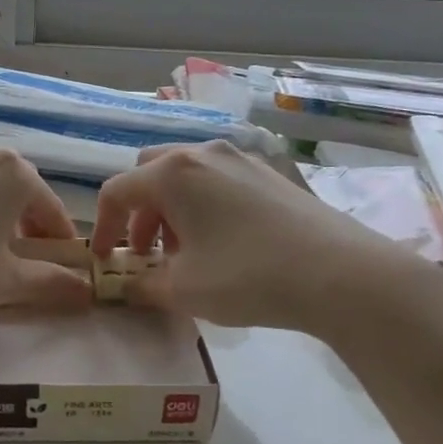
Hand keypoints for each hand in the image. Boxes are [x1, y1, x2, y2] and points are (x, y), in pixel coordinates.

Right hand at [90, 141, 442, 335]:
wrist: (340, 273)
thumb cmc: (247, 276)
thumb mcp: (183, 290)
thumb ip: (142, 285)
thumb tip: (127, 286)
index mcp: (172, 173)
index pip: (117, 191)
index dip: (102, 227)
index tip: (105, 260)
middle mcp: (203, 153)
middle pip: (150, 173)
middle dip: (139, 212)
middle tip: (146, 252)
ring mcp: (241, 158)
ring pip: (186, 175)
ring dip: (171, 209)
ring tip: (184, 253)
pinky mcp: (269, 173)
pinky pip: (218, 180)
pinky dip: (203, 205)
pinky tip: (222, 244)